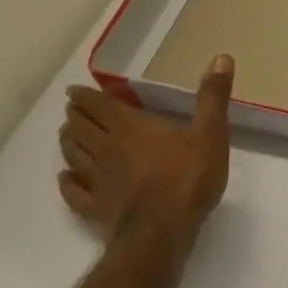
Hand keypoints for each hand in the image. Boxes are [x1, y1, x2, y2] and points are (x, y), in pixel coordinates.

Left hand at [59, 56, 233, 262]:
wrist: (163, 230)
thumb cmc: (188, 177)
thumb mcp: (210, 132)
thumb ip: (213, 97)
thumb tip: (221, 57)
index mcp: (131, 127)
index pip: (98, 106)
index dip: (84, 96)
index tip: (74, 91)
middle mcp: (106, 149)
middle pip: (81, 128)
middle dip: (75, 117)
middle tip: (72, 111)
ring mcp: (97, 180)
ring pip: (72, 156)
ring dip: (68, 144)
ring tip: (67, 136)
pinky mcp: (95, 208)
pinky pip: (74, 193)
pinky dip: (67, 183)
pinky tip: (66, 179)